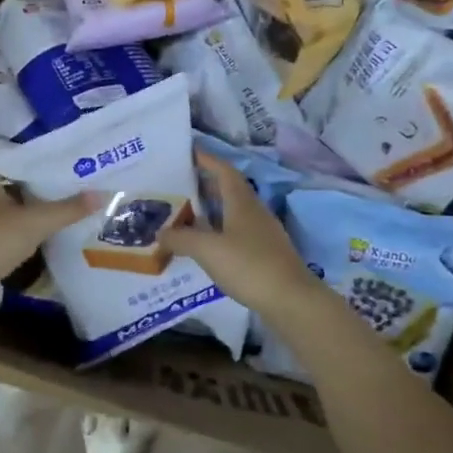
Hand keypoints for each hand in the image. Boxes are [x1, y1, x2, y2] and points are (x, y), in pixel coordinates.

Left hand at [0, 172, 98, 289]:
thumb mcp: (37, 221)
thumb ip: (68, 209)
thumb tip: (102, 194)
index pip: (5, 167)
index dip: (25, 166)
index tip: (50, 167)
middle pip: (7, 193)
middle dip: (30, 193)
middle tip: (62, 190)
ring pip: (6, 218)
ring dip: (25, 218)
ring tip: (56, 216)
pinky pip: (4, 241)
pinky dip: (20, 241)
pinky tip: (40, 244)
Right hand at [165, 151, 326, 318]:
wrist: (292, 301)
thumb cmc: (248, 265)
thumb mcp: (207, 250)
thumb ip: (181, 239)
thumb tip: (160, 232)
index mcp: (241, 202)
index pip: (224, 170)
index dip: (207, 159)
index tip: (189, 151)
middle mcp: (254, 211)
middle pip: (229, 189)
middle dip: (206, 184)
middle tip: (180, 185)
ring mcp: (263, 233)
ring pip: (234, 212)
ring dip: (213, 209)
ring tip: (188, 214)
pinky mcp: (266, 254)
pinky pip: (238, 233)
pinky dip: (220, 231)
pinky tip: (207, 245)